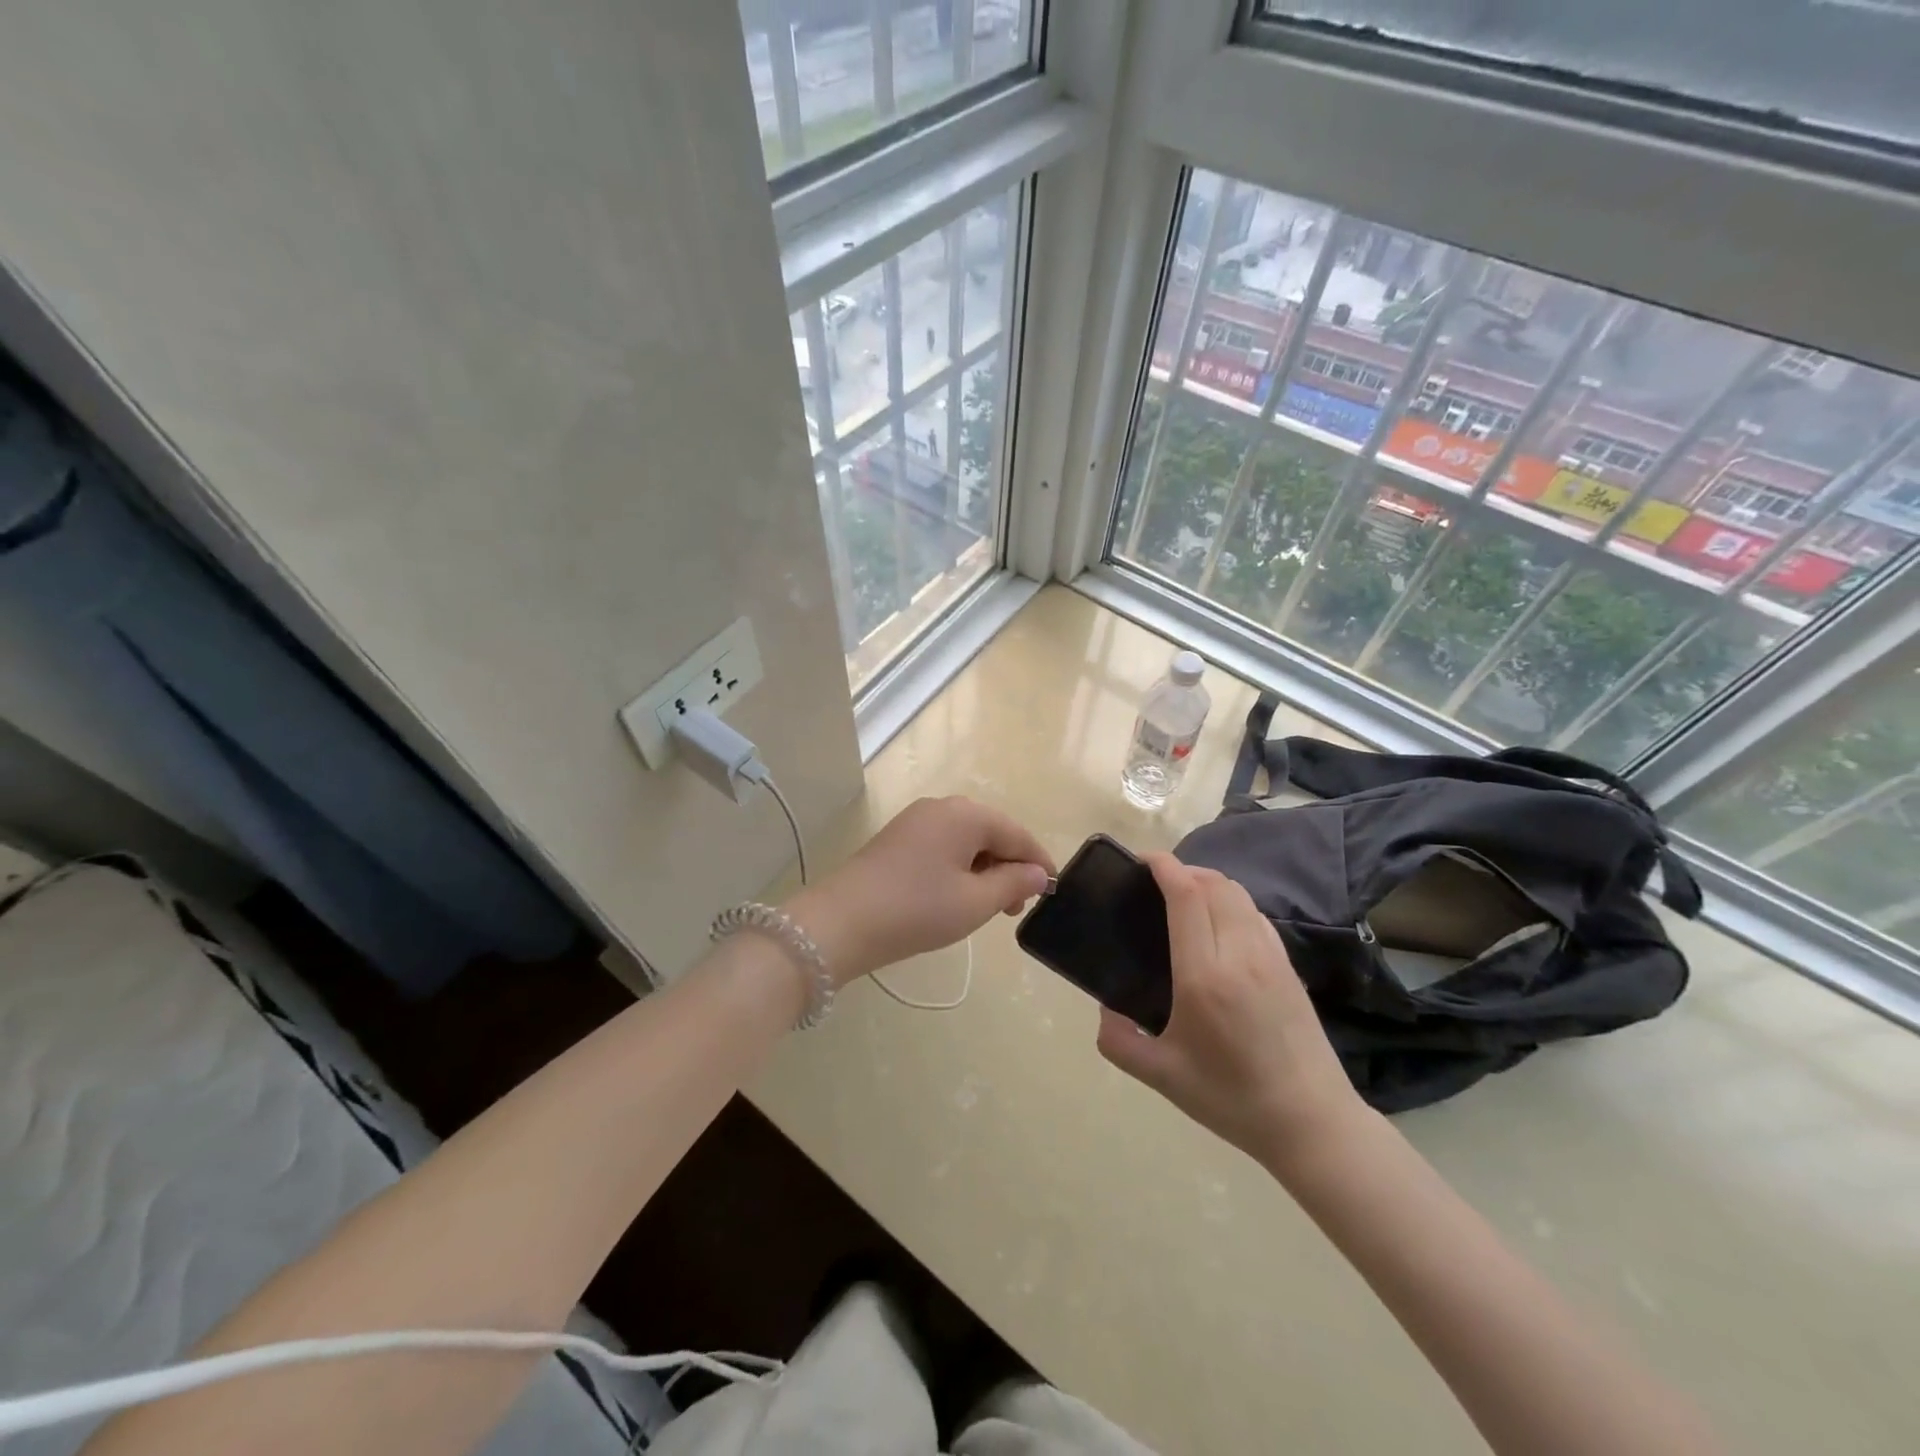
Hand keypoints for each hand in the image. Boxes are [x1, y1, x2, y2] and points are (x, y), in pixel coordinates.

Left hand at [787, 797, 1053, 985]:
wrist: (840, 923)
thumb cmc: (916, 911)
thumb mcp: (975, 902)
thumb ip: (1014, 883)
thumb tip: (1039, 873)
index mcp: (966, 814)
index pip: (1017, 833)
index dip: (1039, 862)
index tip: (1053, 891)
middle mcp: (942, 806)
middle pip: (992, 832)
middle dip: (1010, 867)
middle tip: (1015, 909)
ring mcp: (916, 820)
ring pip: (966, 840)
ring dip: (985, 869)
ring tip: (989, 908)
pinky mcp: (898, 838)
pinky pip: (943, 846)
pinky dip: (959, 867)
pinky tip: (958, 895)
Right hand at [1096, 853, 1366, 1169]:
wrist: (1311, 1123)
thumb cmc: (1231, 1099)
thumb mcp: (1161, 1076)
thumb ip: (1119, 1042)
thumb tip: (1104, 1010)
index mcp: (1205, 976)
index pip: (1188, 896)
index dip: (1165, 867)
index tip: (1142, 860)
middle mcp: (1241, 954)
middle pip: (1214, 884)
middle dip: (1183, 869)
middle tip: (1155, 881)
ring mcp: (1271, 957)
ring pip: (1239, 894)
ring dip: (1209, 882)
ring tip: (1184, 897)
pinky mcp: (1289, 966)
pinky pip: (1255, 914)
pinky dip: (1231, 902)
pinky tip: (1218, 925)